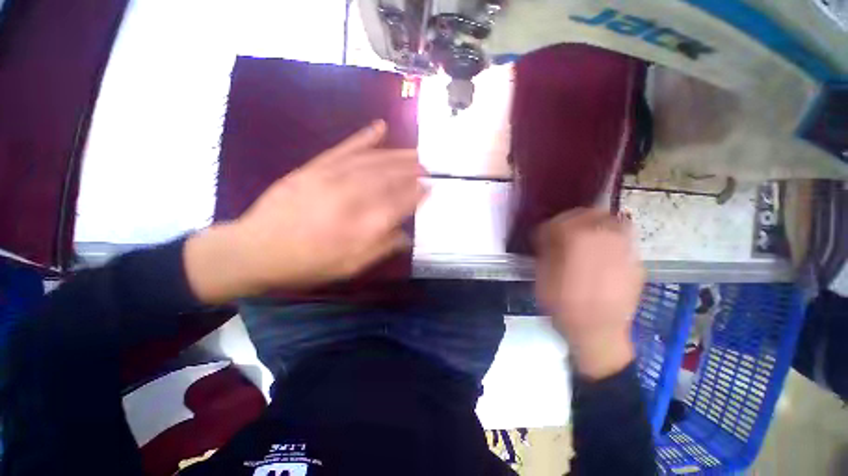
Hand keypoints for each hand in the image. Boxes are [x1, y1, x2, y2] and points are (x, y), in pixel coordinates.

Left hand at [185, 121, 427, 302]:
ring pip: (374, 161)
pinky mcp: (315, 167)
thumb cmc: (309, 264)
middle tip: (427, 166)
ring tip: (414, 153)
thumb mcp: (351, 267)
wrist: (256, 250)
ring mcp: (332, 177)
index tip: (431, 187)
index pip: (401, 202)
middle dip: (413, 170)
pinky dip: (364, 137)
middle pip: (391, 178)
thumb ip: (383, 248)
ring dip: (398, 155)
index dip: (419, 193)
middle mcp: (353, 197)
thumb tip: (407, 235)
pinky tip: (380, 127)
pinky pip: (345, 148)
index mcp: (364, 225)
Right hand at [535, 208, 644, 378]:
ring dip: (596, 224)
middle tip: (565, 231)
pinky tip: (603, 252)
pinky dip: (612, 238)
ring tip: (586, 237)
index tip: (544, 235)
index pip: (561, 219)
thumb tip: (548, 234)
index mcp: (577, 239)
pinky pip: (624, 239)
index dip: (550, 226)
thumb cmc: (563, 303)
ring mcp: (625, 249)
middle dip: (574, 218)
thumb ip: (546, 249)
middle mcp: (605, 237)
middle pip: (591, 214)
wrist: (597, 331)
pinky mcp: (636, 262)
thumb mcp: (543, 275)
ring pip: (612, 222)